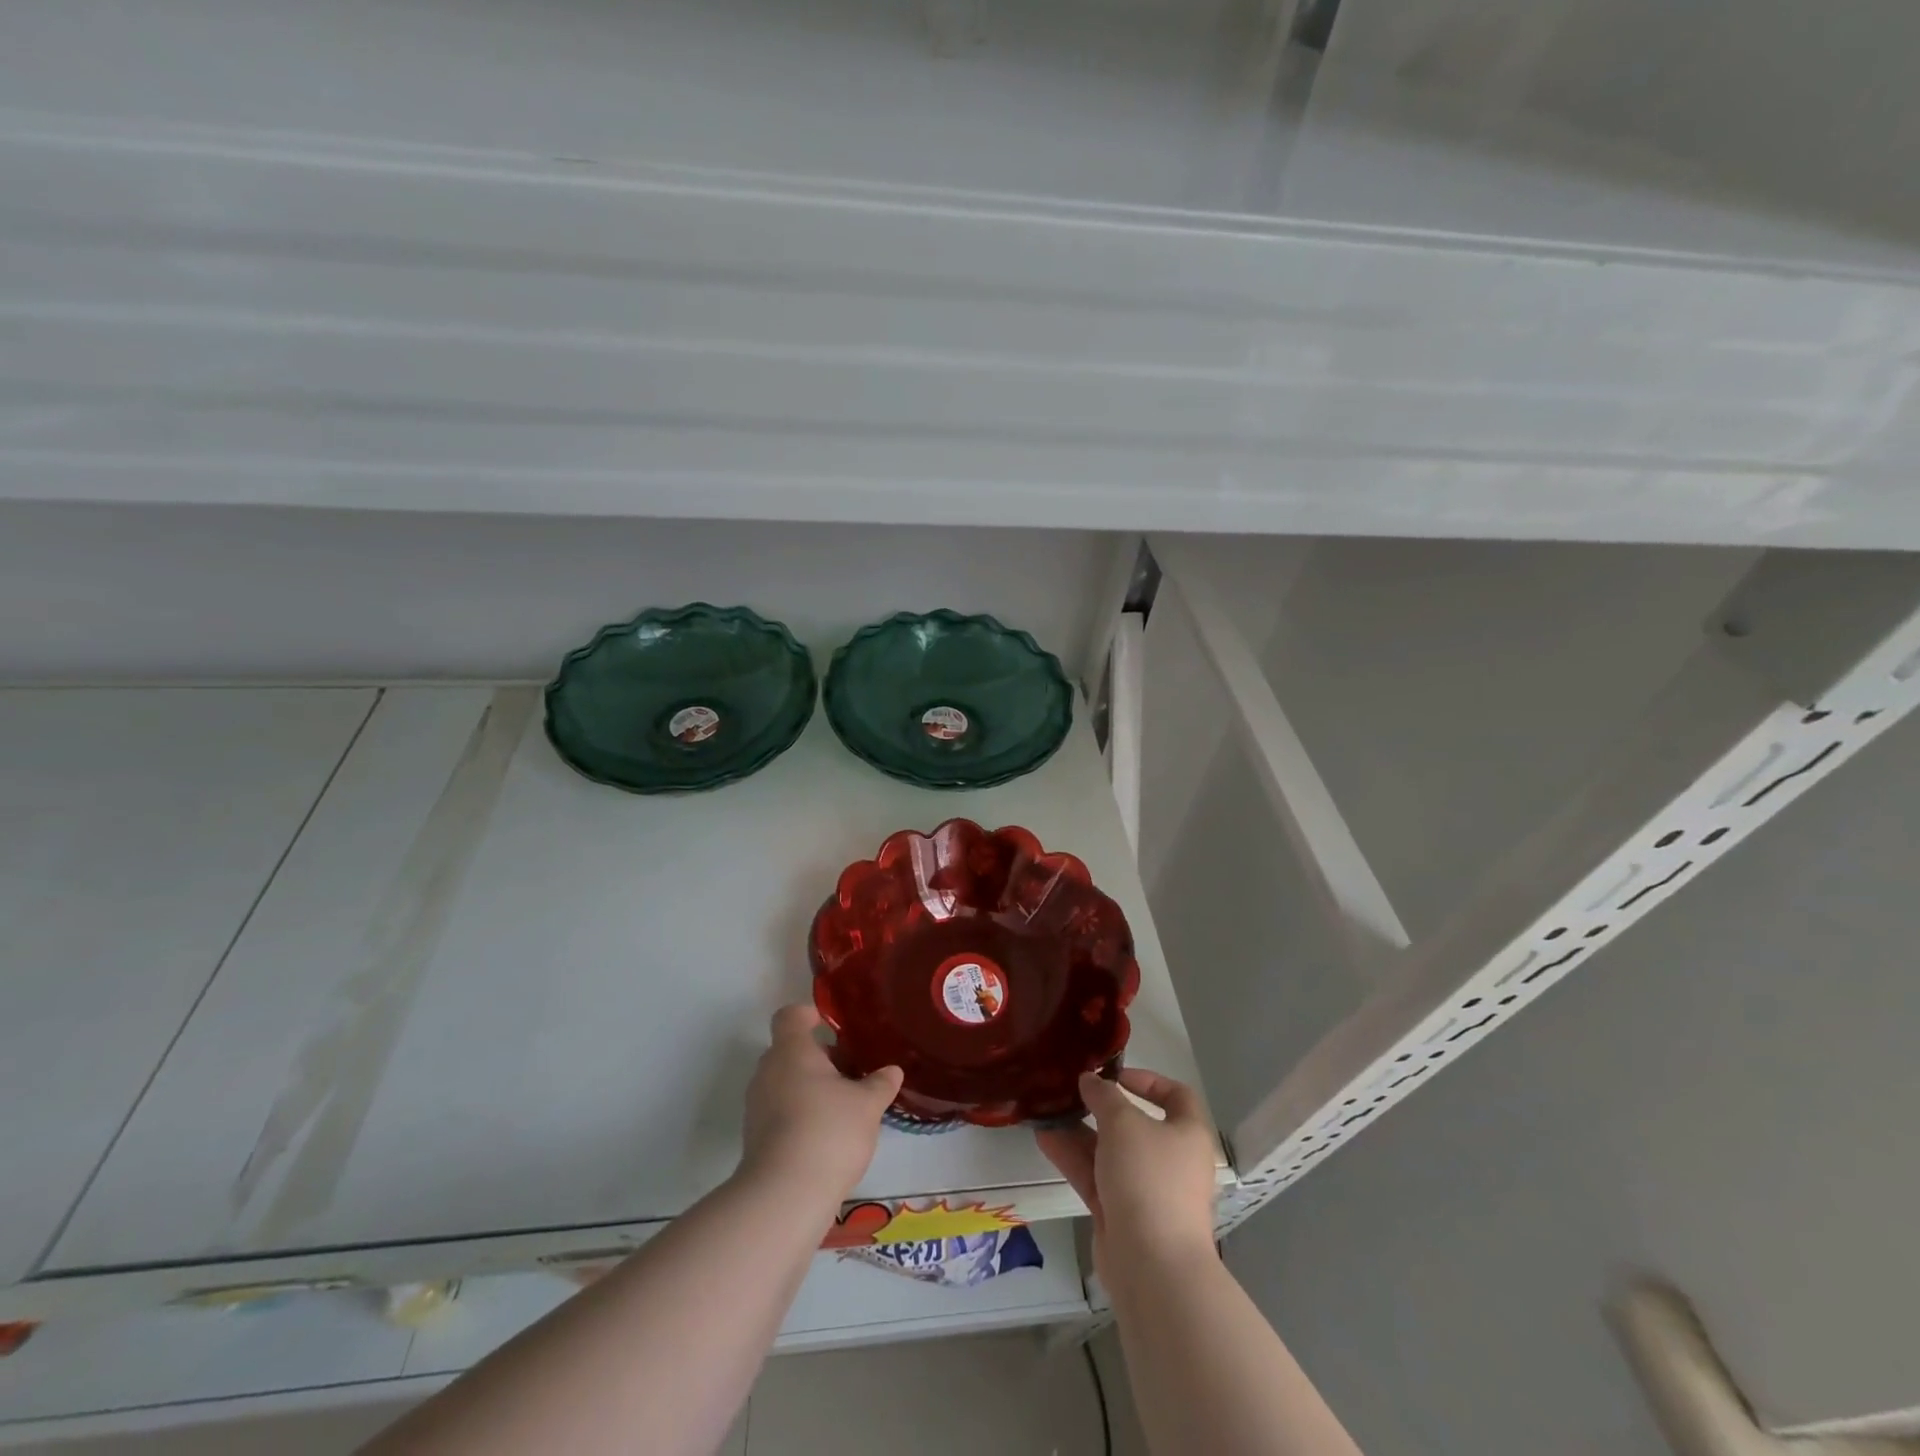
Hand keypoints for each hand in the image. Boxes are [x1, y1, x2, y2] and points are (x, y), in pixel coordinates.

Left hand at [740, 1004, 902, 1206]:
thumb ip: (880, 1083)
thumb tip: (892, 1071)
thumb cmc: (828, 1131)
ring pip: (786, 1082)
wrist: (784, 1197)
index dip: (810, 1015)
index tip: (833, 1026)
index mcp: (791, 1050)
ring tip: (845, 1106)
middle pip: (790, 1050)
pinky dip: (801, 1114)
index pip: (790, 1016)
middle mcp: (768, 1071)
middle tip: (851, 1071)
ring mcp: (757, 1106)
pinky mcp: (756, 1138)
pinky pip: (780, 1110)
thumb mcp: (867, 1104)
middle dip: (820, 1057)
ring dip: (811, 1087)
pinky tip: (828, 1135)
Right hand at [1036, 1069, 1218, 1281]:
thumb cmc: (1149, 1179)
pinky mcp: (1121, 1215)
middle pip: (1136, 1125)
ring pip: (1110, 1152)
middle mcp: (1171, 1160)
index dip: (1148, 1080)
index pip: (1177, 1096)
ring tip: (1048, 1112)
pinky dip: (1073, 1158)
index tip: (1115, 1075)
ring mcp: (1146, 1190)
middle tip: (1072, 1093)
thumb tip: (1090, 1080)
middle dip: (1102, 1109)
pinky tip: (1045, 1138)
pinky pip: (1096, 1177)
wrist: (1152, 1266)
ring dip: (1080, 1132)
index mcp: (1187, 1134)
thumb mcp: (1123, 1123)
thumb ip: (1103, 1096)